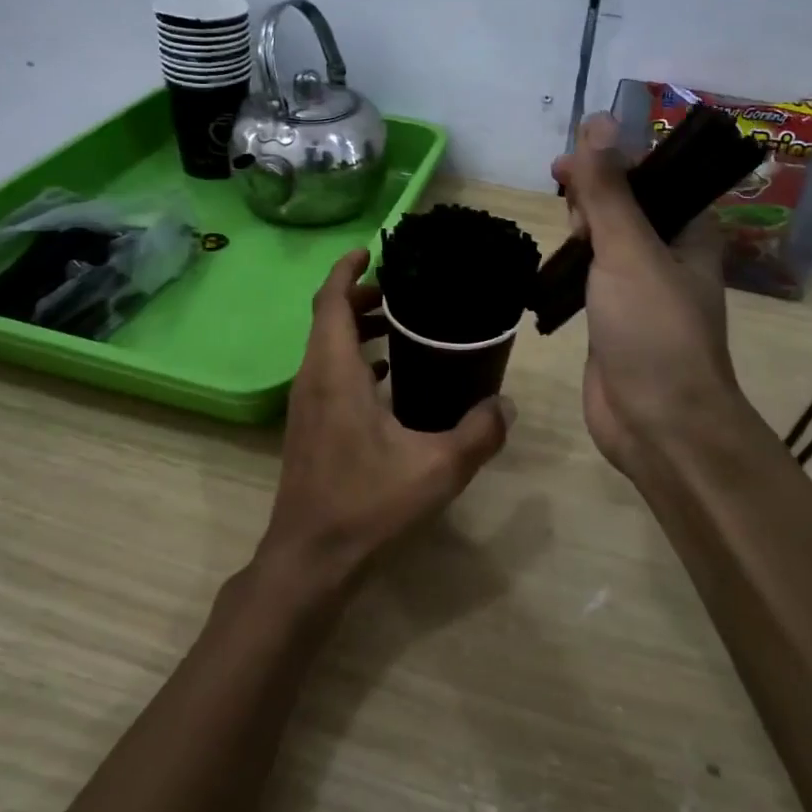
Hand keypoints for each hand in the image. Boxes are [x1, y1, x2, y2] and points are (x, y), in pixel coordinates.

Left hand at [257, 250, 513, 604]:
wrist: (310, 560)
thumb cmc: (367, 505)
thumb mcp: (436, 468)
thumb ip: (478, 433)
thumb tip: (505, 405)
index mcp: (334, 373)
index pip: (329, 301)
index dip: (346, 269)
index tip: (371, 251)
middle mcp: (313, 379)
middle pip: (327, 318)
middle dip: (361, 297)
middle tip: (403, 291)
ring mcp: (306, 405)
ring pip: (326, 347)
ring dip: (357, 328)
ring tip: (402, 326)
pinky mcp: (309, 427)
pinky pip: (329, 373)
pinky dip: (355, 359)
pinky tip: (391, 379)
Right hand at [551, 115, 750, 484]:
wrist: (658, 424)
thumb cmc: (653, 330)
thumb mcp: (630, 250)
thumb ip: (610, 188)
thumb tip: (596, 121)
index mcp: (689, 231)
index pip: (648, 175)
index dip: (608, 163)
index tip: (565, 168)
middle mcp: (668, 254)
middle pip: (624, 204)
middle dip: (591, 198)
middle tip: (570, 217)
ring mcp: (639, 288)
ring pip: (604, 241)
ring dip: (580, 232)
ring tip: (562, 242)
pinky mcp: (613, 318)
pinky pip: (590, 276)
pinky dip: (571, 266)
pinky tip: (551, 269)